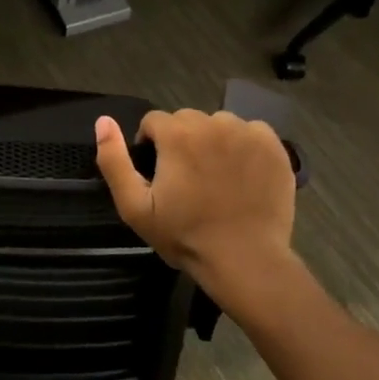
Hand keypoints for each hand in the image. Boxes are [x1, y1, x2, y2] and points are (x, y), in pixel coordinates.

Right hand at [95, 110, 296, 312]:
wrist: (245, 259)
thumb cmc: (185, 235)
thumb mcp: (135, 206)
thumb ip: (113, 160)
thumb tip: (103, 121)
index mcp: (177, 134)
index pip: (154, 121)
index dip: (150, 146)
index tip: (158, 175)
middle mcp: (213, 123)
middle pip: (187, 120)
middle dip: (181, 142)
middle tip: (186, 179)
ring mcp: (248, 133)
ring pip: (219, 125)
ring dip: (212, 142)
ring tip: (215, 177)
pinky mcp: (274, 146)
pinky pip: (251, 133)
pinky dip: (243, 146)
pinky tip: (242, 175)